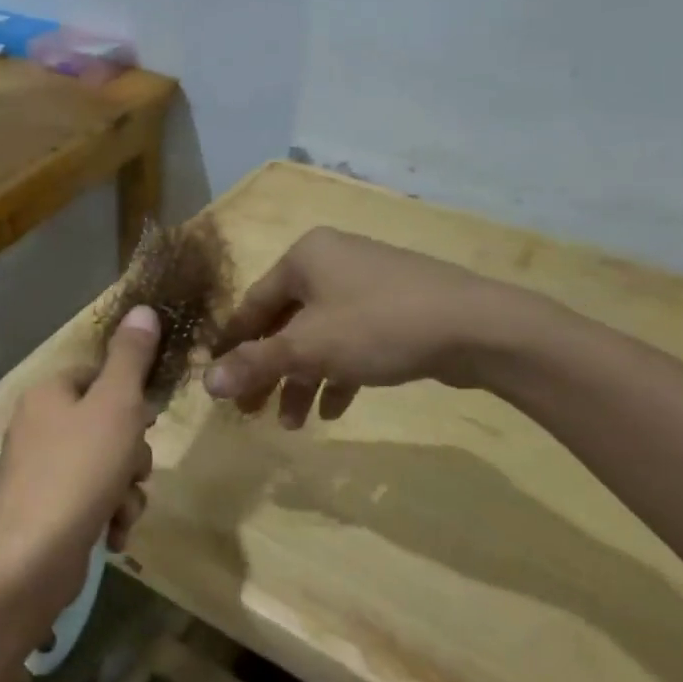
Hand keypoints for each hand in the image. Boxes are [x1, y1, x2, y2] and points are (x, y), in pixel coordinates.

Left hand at [0, 306, 160, 638]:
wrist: (32, 557)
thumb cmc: (79, 469)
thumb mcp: (116, 405)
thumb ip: (131, 357)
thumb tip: (142, 308)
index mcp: (48, 394)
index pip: (97, 375)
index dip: (129, 397)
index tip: (146, 420)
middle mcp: (37, 426)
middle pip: (106, 423)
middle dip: (131, 452)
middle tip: (133, 469)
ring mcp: (38, 471)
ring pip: (105, 465)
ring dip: (126, 488)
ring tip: (122, 509)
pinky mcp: (44, 511)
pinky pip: (90, 499)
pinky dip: (108, 514)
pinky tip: (112, 534)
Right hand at [203, 228, 553, 427]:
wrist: (477, 327)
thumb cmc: (378, 326)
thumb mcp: (308, 348)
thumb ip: (254, 364)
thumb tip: (206, 384)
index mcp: (304, 258)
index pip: (253, 304)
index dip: (233, 345)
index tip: (218, 380)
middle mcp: (331, 263)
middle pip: (286, 324)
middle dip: (271, 372)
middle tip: (254, 412)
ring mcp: (366, 284)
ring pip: (320, 337)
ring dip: (304, 380)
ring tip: (295, 423)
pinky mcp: (395, 309)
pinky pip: (353, 341)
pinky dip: (339, 373)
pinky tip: (335, 410)